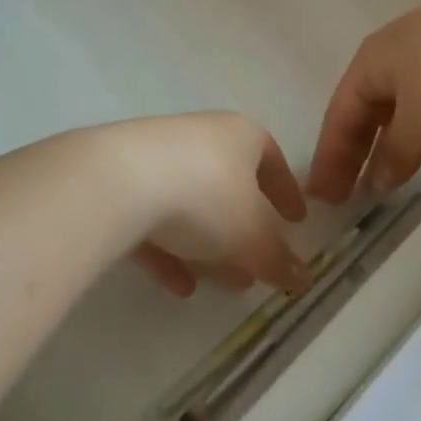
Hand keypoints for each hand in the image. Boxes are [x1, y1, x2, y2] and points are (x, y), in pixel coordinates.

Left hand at [93, 112, 311, 298]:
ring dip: (209, 242)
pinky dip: (170, 248)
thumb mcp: (252, 235)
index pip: (272, 159)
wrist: (118, 181)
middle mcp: (201, 136)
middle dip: (246, 226)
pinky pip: (155, 217)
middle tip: (258, 262)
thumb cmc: (206, 196)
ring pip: (192, 202)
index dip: (287, 192)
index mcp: (240, 135)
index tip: (297, 221)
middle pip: (230, 182)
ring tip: (225, 283)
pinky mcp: (122, 179)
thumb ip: (278, 258)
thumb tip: (302, 278)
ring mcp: (158, 155)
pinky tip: (178, 285)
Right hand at [309, 0, 420, 201]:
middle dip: (356, 150)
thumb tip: (376, 181)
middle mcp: (392, 50)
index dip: (329, 157)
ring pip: (399, 103)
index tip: (322, 195)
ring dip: (391, 139)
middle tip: (349, 191)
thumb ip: (396, 151)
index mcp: (370, 61)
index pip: (339, 115)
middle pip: (365, 107)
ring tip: (389, 174)